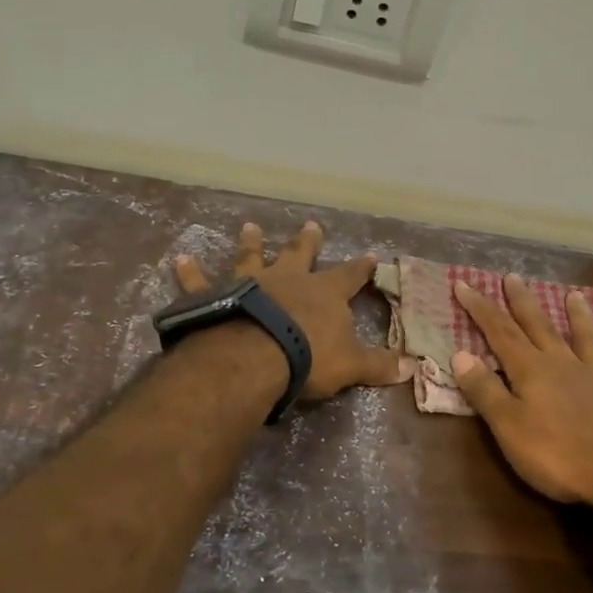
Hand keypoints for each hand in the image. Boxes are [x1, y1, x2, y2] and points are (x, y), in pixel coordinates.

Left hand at [174, 221, 413, 401]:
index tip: (371, 256)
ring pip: (251, 258)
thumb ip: (378, 365)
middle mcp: (288, 279)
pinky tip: (180, 260)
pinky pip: (200, 283)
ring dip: (250, 243)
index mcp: (323, 293)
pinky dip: (190, 273)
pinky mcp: (216, 297)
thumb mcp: (351, 365)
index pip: (349, 276)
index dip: (361, 268)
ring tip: (249, 226)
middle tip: (310, 225)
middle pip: (300, 255)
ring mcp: (250, 283)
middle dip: (307, 241)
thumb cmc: (308, 358)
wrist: (254, 357)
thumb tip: (412, 367)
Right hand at [451, 275, 592, 504]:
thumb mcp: (508, 427)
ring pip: (584, 337)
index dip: (480, 308)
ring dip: (576, 315)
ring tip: (572, 294)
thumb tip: (460, 354)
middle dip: (522, 301)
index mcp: (531, 370)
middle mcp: (563, 362)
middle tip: (513, 276)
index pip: (499, 332)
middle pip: (539, 326)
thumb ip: (485, 390)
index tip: (463, 284)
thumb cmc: (557, 454)